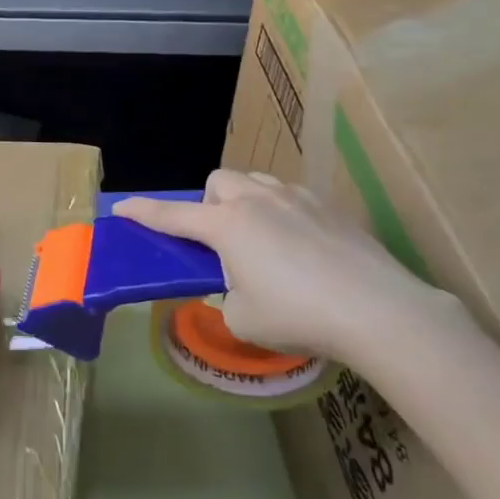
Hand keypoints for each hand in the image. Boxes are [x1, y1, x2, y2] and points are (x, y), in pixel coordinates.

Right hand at [114, 170, 465, 368]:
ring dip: (244, 200)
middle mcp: (258, 201)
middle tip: (217, 239)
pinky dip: (280, 211)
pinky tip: (298, 245)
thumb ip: (228, 293)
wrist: (378, 310)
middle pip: (219, 182)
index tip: (121, 208)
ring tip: (258, 237)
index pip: (172, 215)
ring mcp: (297, 198)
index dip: (143, 212)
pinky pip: (290, 196)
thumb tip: (238, 283)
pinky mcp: (330, 207)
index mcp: (227, 226)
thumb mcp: (242, 318)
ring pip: (256, 181)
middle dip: (208, 203)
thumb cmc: (298, 316)